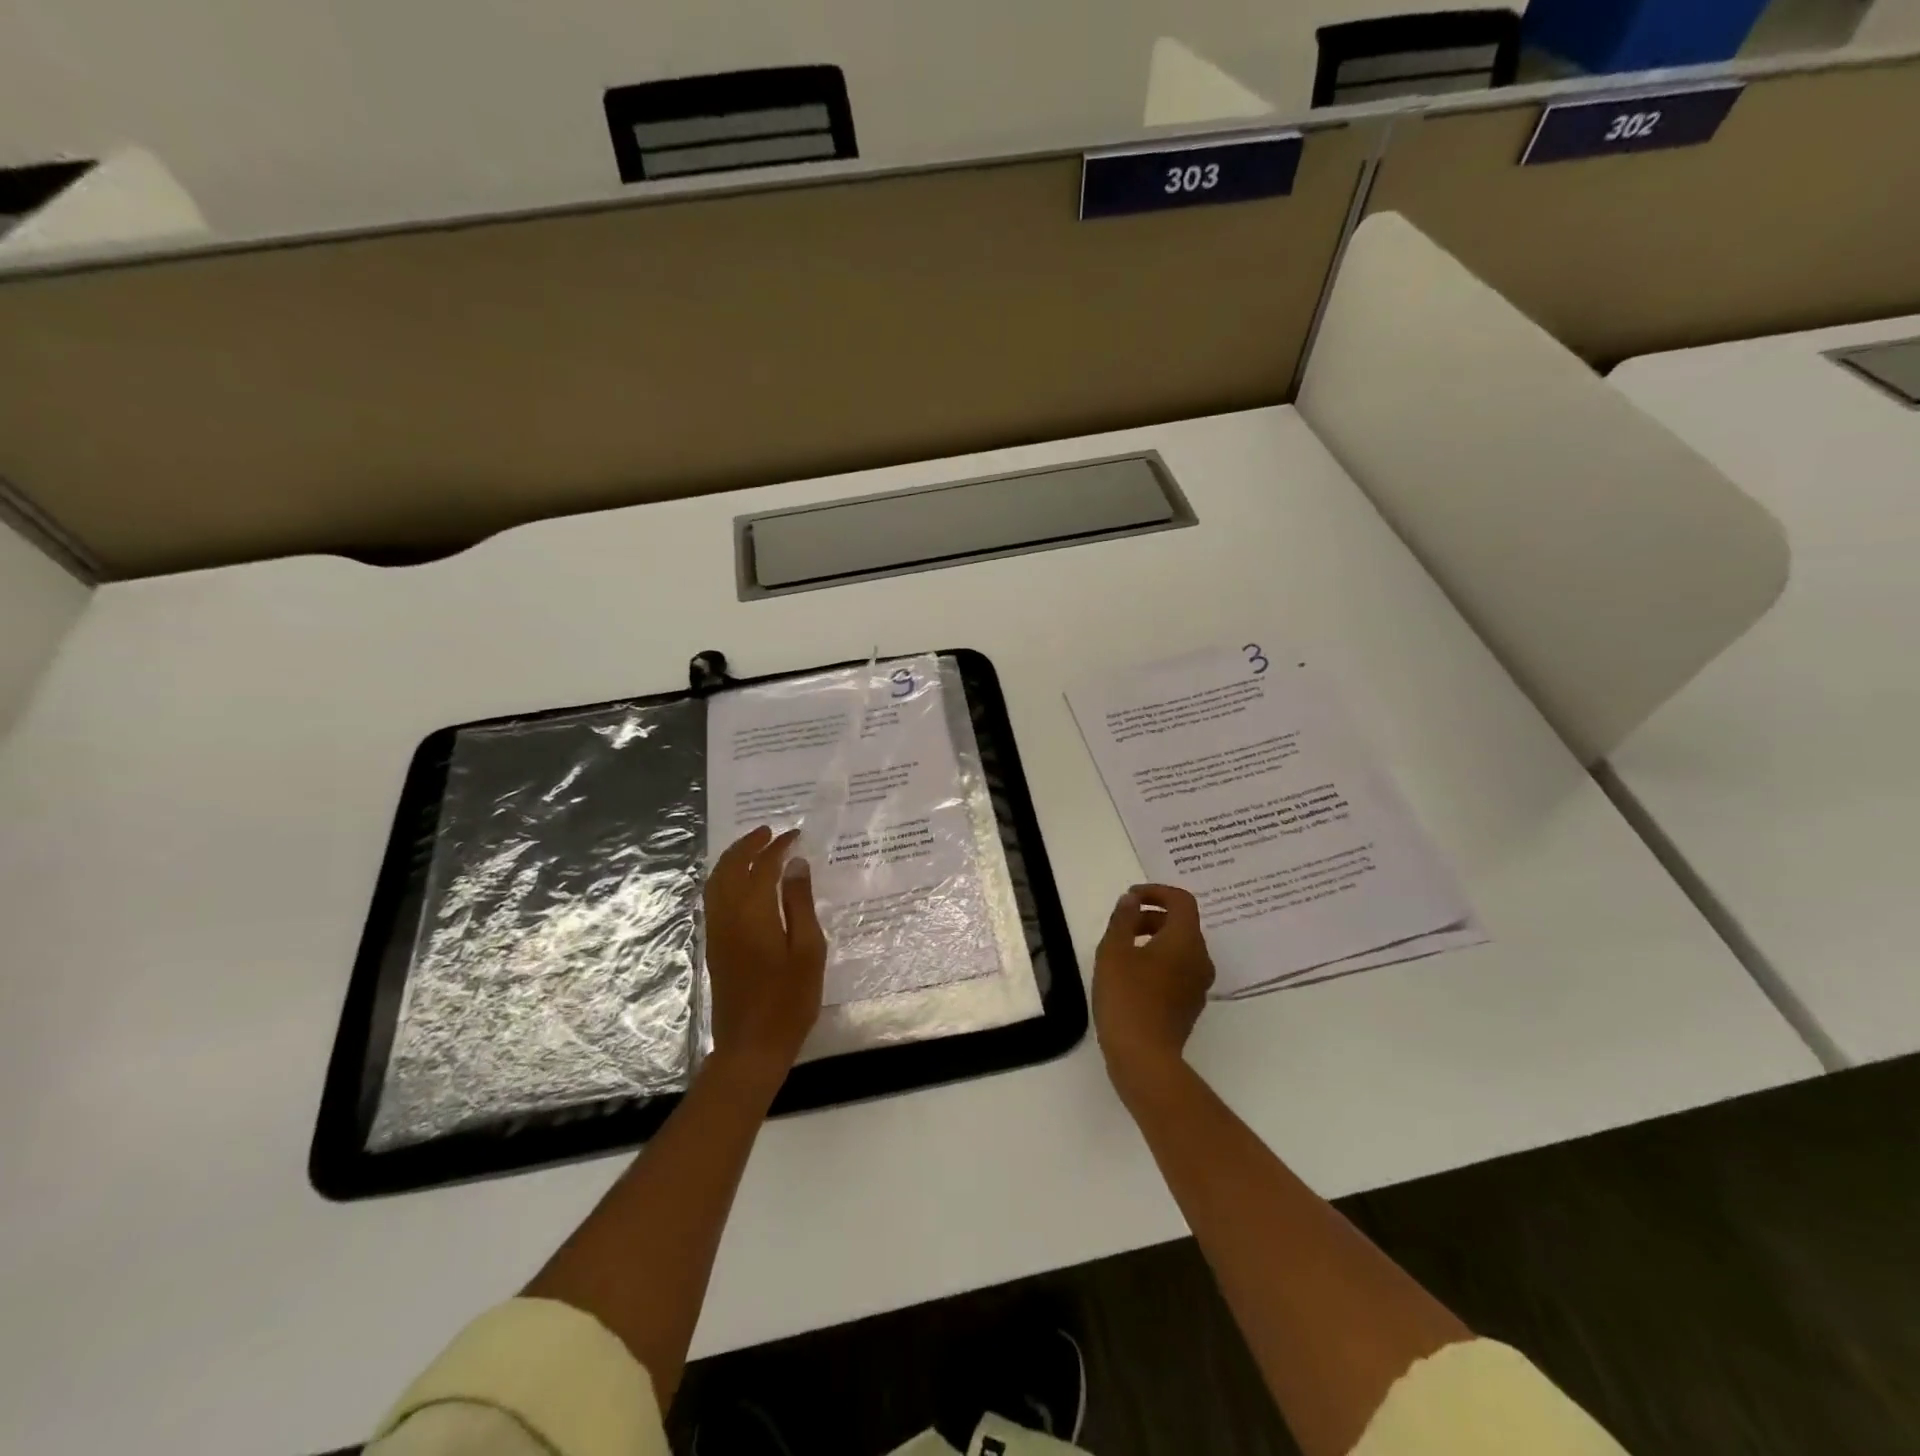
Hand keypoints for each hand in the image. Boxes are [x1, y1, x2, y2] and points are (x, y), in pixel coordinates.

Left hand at [703, 826, 828, 1086]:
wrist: (751, 1045)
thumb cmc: (789, 999)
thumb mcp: (808, 949)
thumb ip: (799, 903)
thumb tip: (795, 864)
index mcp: (753, 913)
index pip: (762, 866)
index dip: (778, 847)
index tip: (795, 834)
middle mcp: (728, 916)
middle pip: (729, 868)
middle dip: (747, 845)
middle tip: (769, 831)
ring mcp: (717, 932)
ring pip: (716, 882)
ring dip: (733, 859)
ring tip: (754, 849)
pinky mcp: (715, 946)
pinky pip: (714, 899)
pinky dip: (725, 879)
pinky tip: (742, 882)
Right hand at [1093, 884, 1214, 1095]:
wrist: (1144, 1058)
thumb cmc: (1127, 997)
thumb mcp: (1114, 951)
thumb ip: (1123, 919)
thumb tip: (1132, 900)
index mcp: (1186, 940)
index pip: (1182, 901)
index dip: (1156, 892)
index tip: (1130, 897)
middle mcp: (1200, 959)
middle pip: (1182, 924)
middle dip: (1152, 916)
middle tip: (1122, 924)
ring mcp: (1198, 985)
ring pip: (1180, 948)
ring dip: (1155, 939)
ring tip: (1122, 949)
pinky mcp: (1190, 1005)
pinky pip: (1179, 970)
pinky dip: (1159, 961)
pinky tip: (1132, 976)